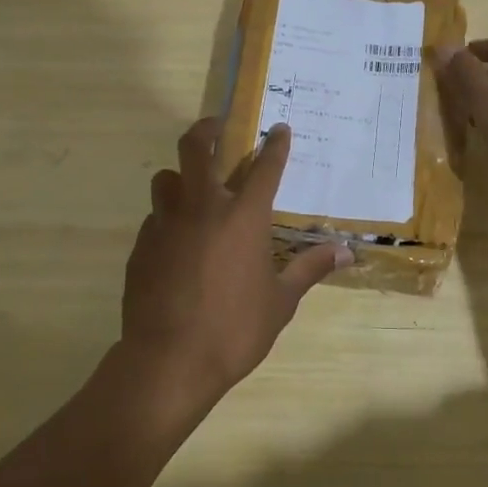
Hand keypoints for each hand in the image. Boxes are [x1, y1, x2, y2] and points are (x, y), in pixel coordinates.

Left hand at [120, 117, 349, 408]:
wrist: (168, 361)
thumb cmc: (234, 329)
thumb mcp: (281, 301)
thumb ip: (309, 268)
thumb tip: (345, 252)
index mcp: (244, 217)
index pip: (265, 167)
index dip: (275, 145)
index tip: (279, 129)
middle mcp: (203, 208)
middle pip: (195, 148)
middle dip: (207, 129)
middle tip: (217, 125)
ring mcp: (166, 224)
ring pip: (165, 179)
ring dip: (179, 176)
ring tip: (191, 188)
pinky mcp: (142, 246)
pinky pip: (154, 219)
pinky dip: (167, 220)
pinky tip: (176, 243)